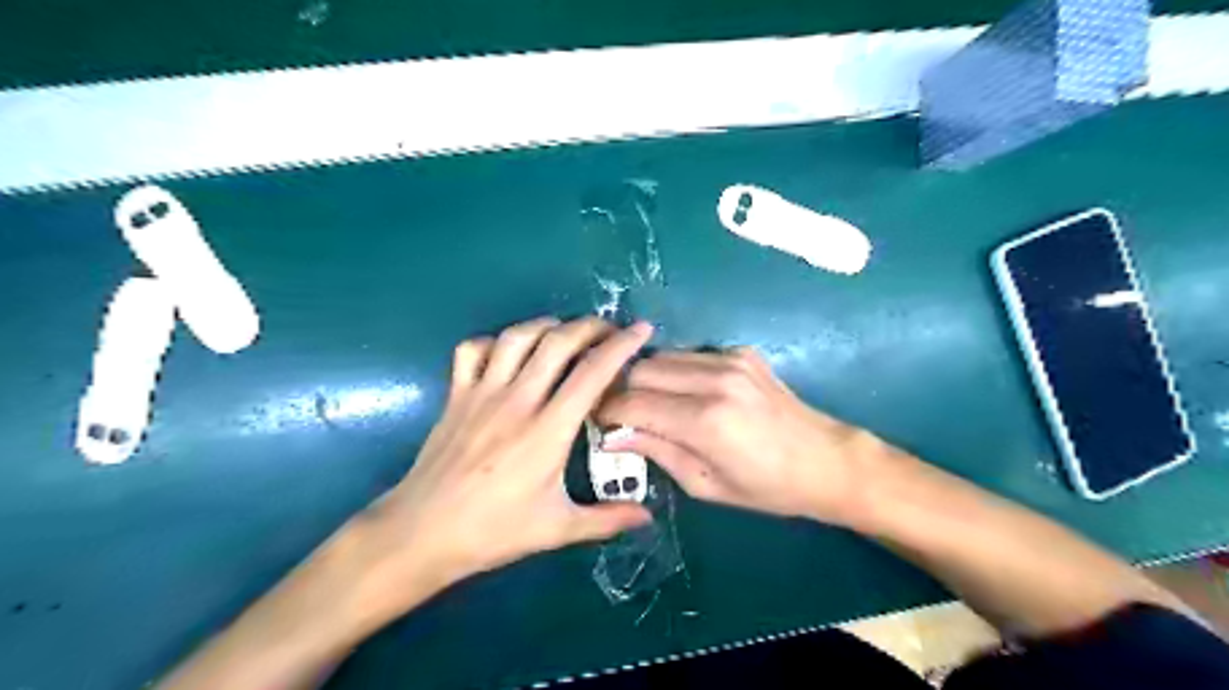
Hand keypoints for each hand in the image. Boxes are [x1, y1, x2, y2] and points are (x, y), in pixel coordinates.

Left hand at [353, 316, 651, 605]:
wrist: (422, 532)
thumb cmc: (493, 531)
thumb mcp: (557, 529)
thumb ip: (607, 519)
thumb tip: (647, 516)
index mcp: (547, 431)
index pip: (592, 374)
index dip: (621, 346)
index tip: (641, 330)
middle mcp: (517, 401)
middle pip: (557, 342)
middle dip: (590, 326)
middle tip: (608, 330)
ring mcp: (482, 393)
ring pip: (517, 337)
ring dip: (546, 325)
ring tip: (565, 332)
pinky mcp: (456, 395)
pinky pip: (472, 350)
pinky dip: (495, 341)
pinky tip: (508, 352)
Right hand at [599, 347, 899, 526]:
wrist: (825, 461)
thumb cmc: (766, 487)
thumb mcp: (704, 484)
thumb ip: (656, 452)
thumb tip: (612, 435)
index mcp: (705, 420)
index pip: (633, 402)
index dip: (608, 411)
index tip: (600, 423)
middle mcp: (715, 379)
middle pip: (641, 369)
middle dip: (623, 390)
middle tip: (622, 414)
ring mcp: (730, 360)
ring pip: (663, 356)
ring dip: (648, 378)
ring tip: (652, 404)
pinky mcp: (741, 352)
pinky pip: (691, 355)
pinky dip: (678, 372)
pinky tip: (688, 393)